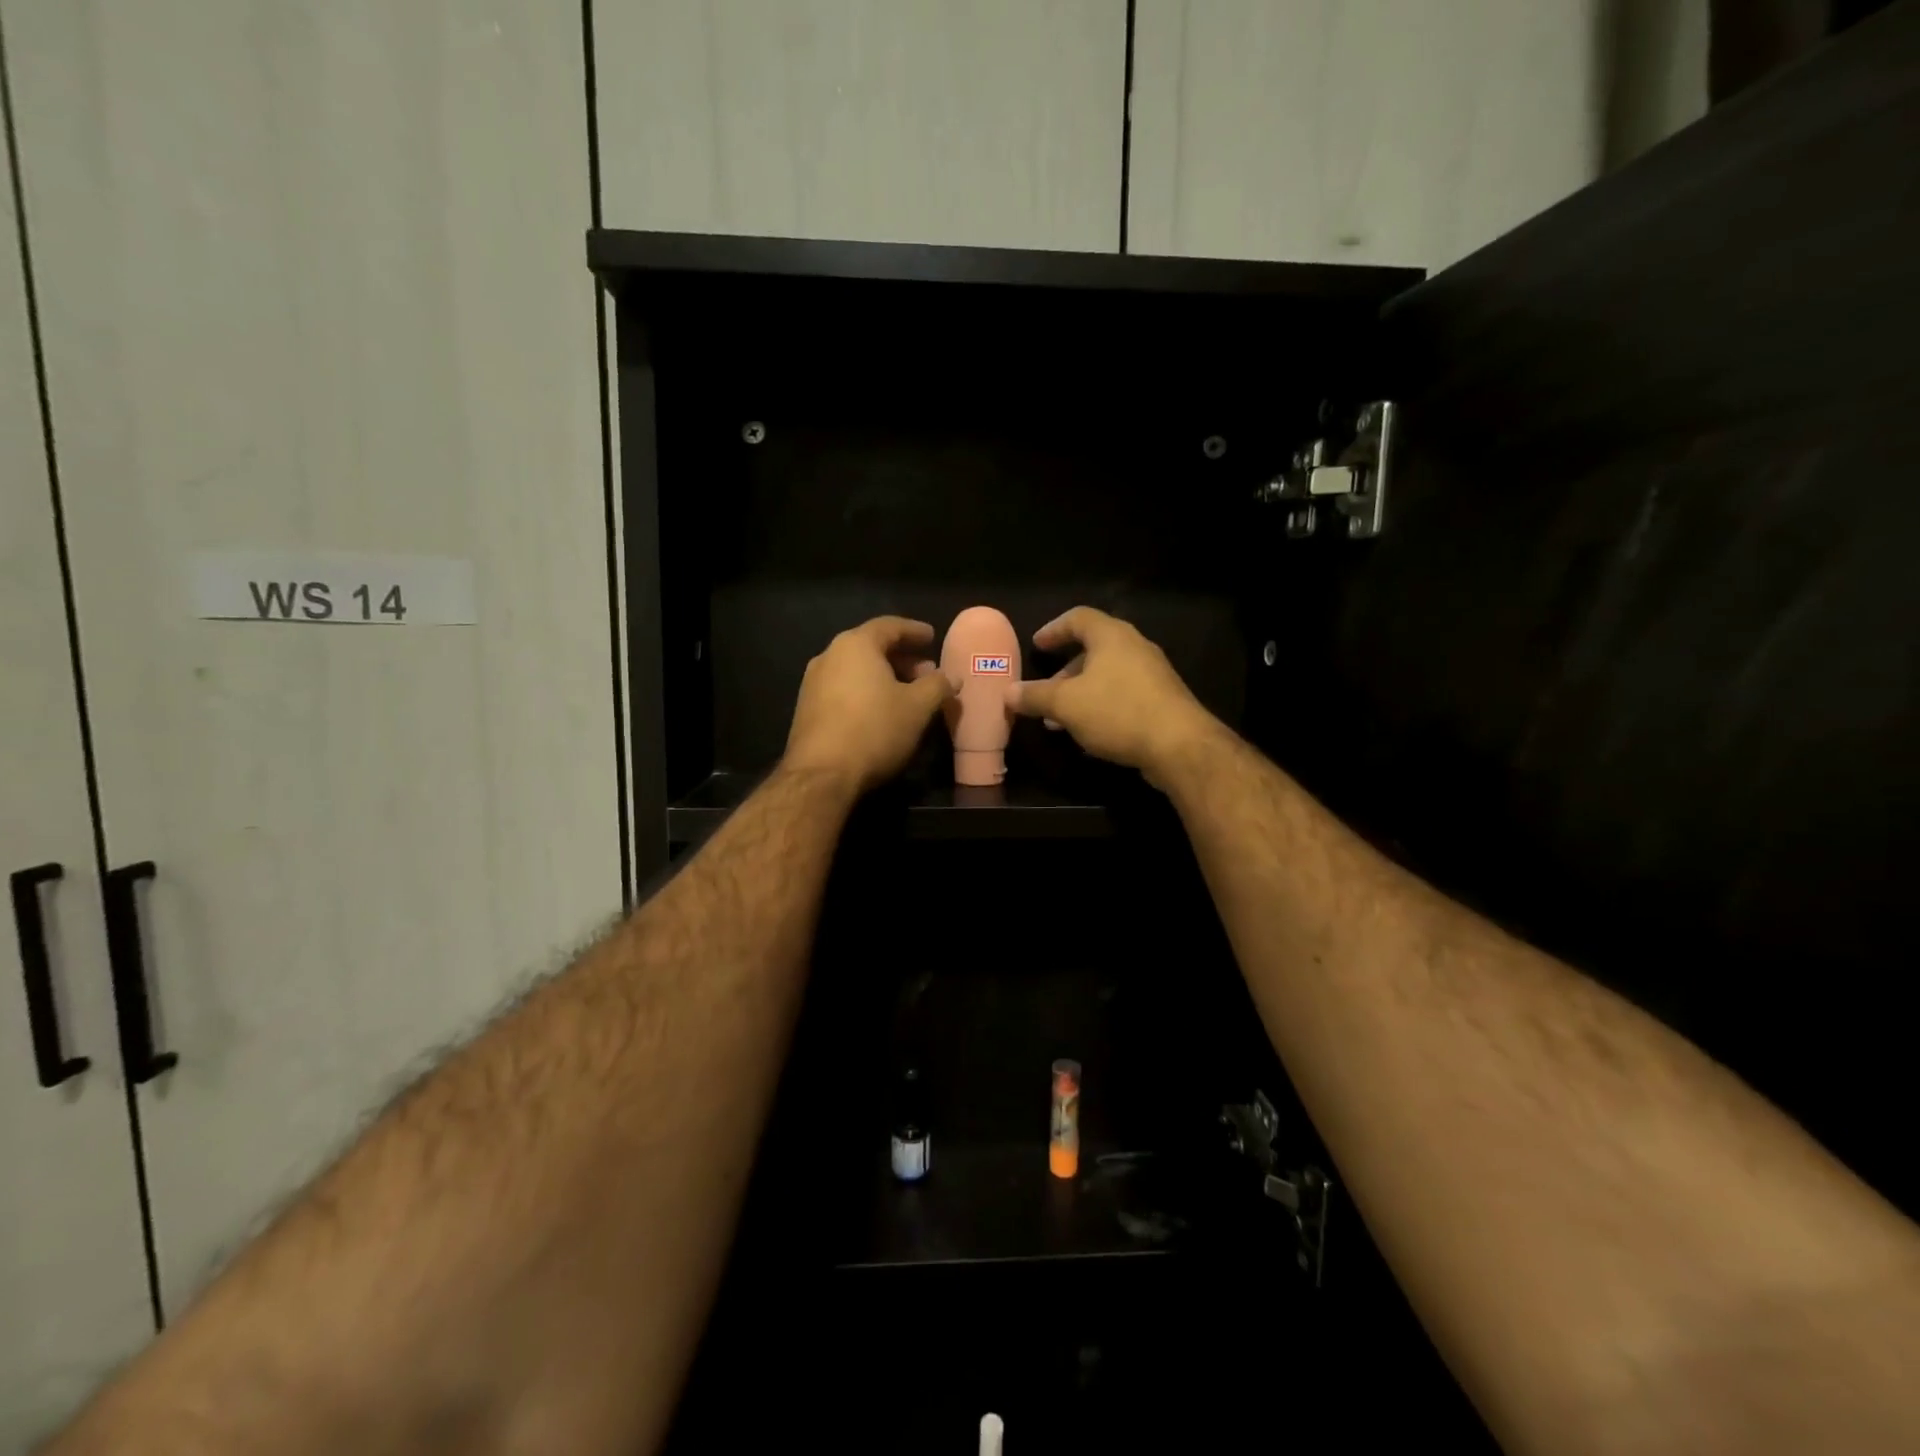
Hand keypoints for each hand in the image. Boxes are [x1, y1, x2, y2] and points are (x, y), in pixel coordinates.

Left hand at [783, 617, 956, 794]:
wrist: (821, 775)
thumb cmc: (875, 730)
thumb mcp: (918, 707)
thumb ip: (938, 685)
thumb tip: (951, 676)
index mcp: (856, 645)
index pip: (890, 626)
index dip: (915, 631)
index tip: (932, 638)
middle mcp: (829, 656)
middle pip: (871, 647)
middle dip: (902, 658)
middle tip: (926, 672)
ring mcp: (813, 683)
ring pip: (856, 670)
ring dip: (884, 677)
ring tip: (907, 694)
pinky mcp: (807, 709)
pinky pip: (843, 689)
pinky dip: (866, 692)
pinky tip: (881, 712)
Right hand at [1011, 607, 1217, 784]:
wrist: (1179, 745)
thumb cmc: (1118, 711)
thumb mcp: (1066, 704)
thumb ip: (1035, 696)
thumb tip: (1008, 692)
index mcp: (1112, 636)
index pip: (1078, 618)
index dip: (1054, 629)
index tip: (1037, 645)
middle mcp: (1134, 647)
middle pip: (1093, 650)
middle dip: (1065, 672)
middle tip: (1045, 691)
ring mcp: (1152, 674)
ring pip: (1107, 676)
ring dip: (1081, 694)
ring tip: (1060, 721)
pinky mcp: (1163, 700)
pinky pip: (1123, 695)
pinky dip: (1101, 706)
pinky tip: (1089, 733)